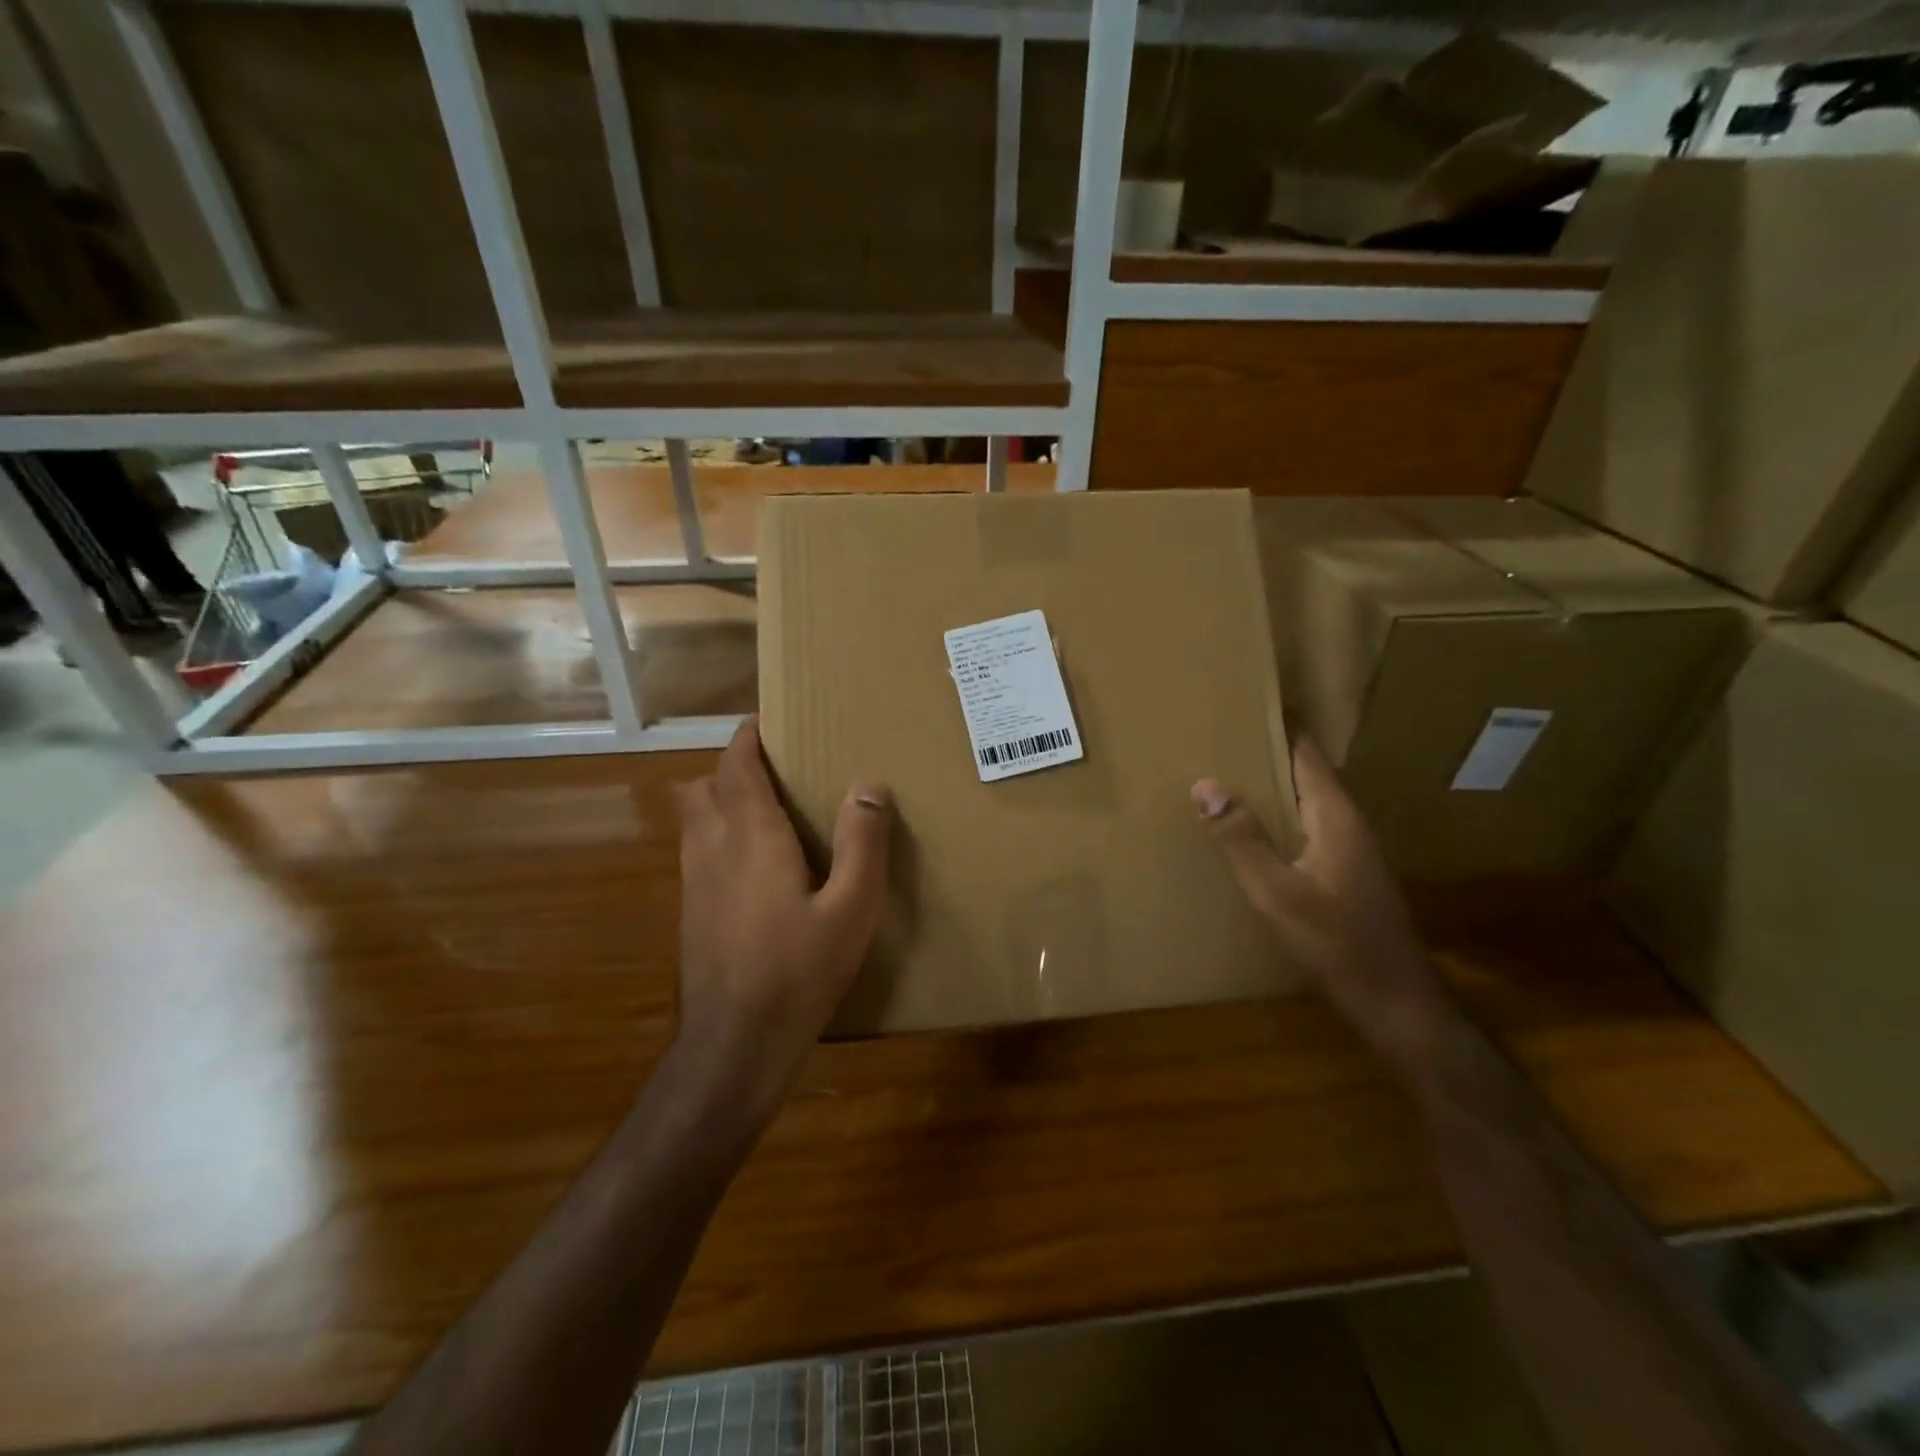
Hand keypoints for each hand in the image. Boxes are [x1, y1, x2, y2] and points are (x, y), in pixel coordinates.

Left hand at [675, 717, 890, 1107]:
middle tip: (778, 768)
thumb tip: (869, 785)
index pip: (737, 765)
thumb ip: (863, 843)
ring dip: (722, 798)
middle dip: (735, 766)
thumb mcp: (852, 908)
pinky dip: (718, 833)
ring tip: (767, 808)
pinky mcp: (691, 910)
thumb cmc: (799, 970)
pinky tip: (755, 864)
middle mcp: (712, 846)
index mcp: (751, 835)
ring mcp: (694, 881)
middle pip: (707, 784)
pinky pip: (698, 849)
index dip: (750, 738)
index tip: (771, 722)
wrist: (735, 1044)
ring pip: (695, 817)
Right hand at [1192, 738, 1450, 1064]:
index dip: (1278, 728)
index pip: (1306, 753)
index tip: (1242, 708)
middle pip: (1308, 773)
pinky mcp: (1350, 872)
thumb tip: (1205, 783)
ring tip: (1230, 777)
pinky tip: (1257, 830)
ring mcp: (1354, 849)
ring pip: (1310, 801)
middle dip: (1269, 754)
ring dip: (1275, 787)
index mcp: (1335, 816)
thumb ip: (1241, 838)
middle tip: (1221, 741)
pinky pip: (1311, 825)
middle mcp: (1350, 823)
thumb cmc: (1334, 941)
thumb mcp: (1275, 891)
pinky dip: (1284, 816)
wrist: (1391, 998)